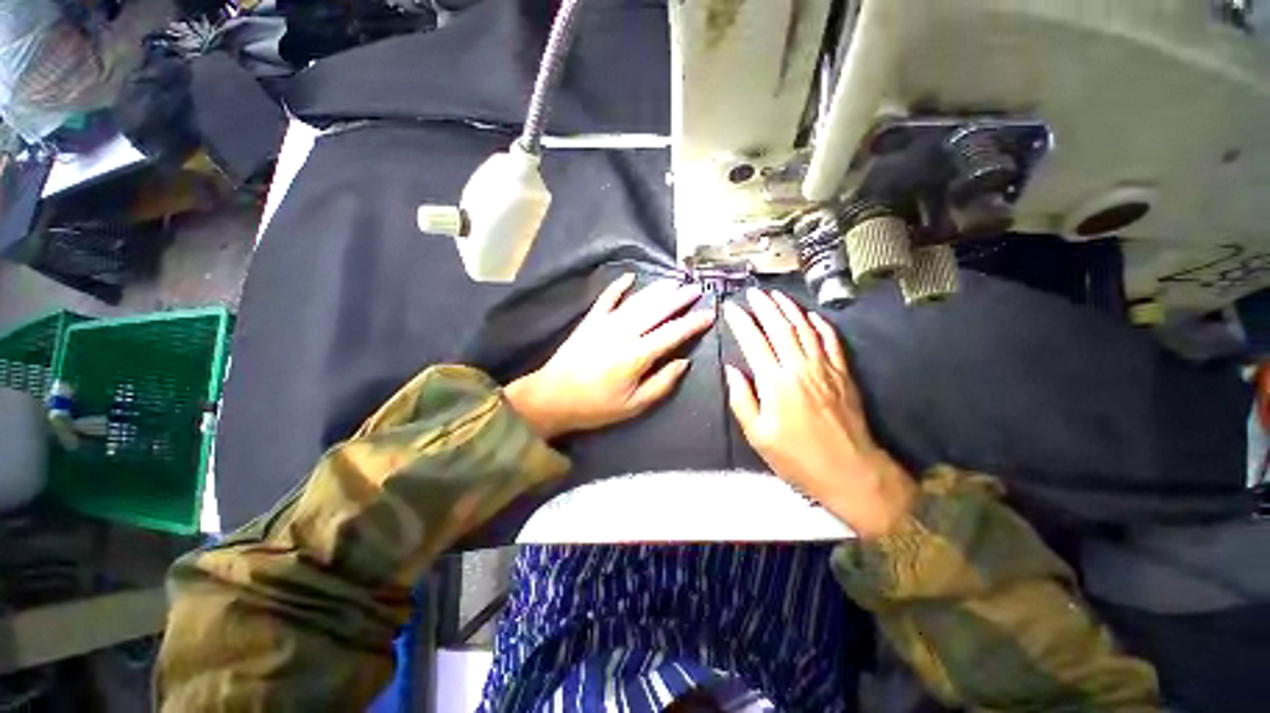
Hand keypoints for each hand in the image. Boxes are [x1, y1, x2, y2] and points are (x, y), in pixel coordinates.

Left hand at [505, 274, 713, 438]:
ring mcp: (605, 323)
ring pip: (637, 300)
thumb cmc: (596, 406)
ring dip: (657, 289)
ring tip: (675, 281)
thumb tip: (684, 363)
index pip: (672, 334)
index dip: (692, 323)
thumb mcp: (634, 405)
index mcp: (636, 356)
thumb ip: (662, 383)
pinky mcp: (590, 321)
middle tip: (697, 289)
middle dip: (680, 298)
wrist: (552, 397)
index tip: (709, 314)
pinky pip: (607, 298)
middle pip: (657, 310)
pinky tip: (630, 276)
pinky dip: (618, 285)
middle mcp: (623, 333)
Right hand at [723, 288, 915, 537]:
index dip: (741, 322)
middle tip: (753, 292)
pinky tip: (812, 316)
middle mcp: (800, 367)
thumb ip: (742, 399)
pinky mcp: (843, 374)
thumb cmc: (796, 457)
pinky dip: (821, 325)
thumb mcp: (757, 435)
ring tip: (777, 295)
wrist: (850, 471)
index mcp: (775, 382)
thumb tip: (731, 370)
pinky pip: (832, 341)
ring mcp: (825, 368)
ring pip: (805, 328)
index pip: (754, 341)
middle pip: (780, 327)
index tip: (731, 307)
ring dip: (790, 309)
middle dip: (765, 306)